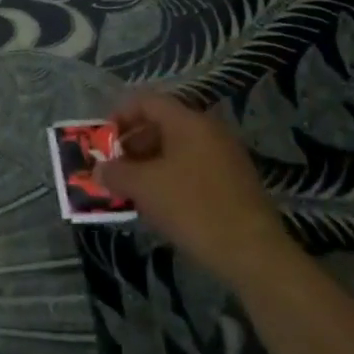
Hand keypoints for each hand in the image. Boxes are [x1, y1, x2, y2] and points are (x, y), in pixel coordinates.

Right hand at [99, 94, 284, 277]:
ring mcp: (226, 155)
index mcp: (188, 121)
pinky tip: (161, 204)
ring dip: (150, 163)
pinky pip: (194, 167)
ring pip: (178, 148)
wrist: (253, 253)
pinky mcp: (235, 182)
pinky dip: (171, 177)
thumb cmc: (192, 208)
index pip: (146, 101)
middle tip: (115, 167)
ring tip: (132, 189)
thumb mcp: (144, 188)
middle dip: (133, 143)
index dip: (120, 115)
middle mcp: (209, 130)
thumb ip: (116, 172)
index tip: (103, 140)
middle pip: (162, 123)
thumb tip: (99, 168)